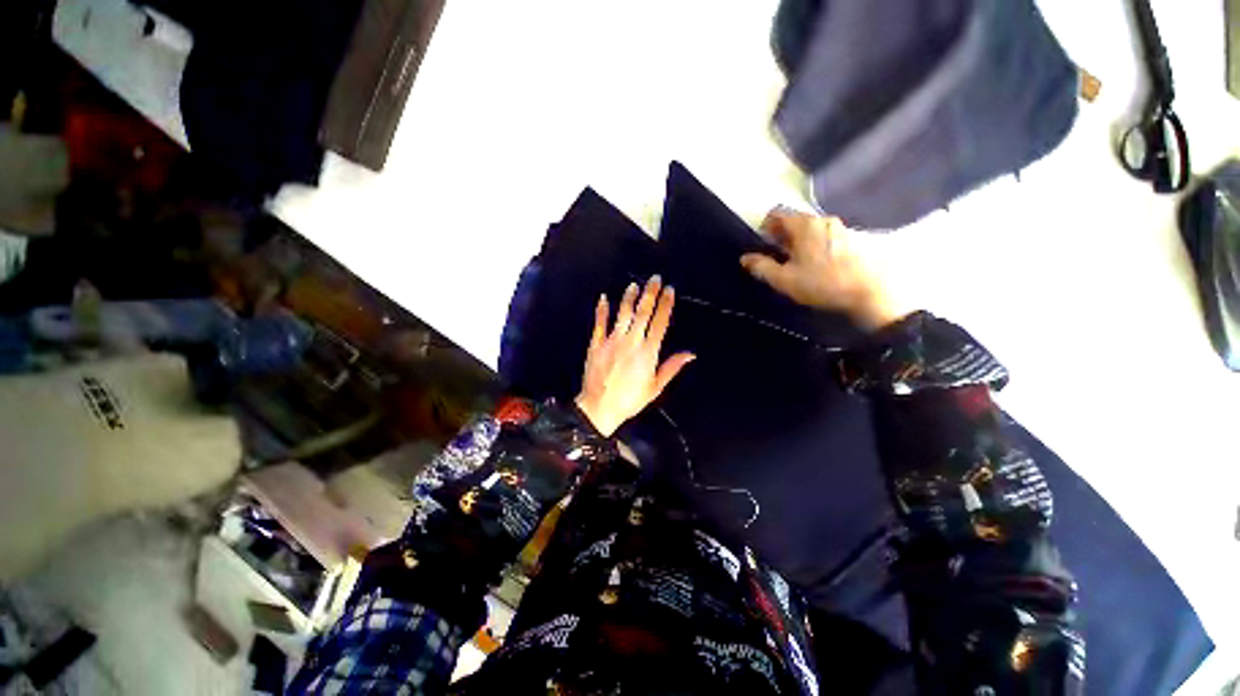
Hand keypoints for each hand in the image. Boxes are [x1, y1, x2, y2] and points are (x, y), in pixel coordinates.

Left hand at [575, 276, 694, 436]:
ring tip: (634, 285)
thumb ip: (672, 367)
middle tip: (655, 278)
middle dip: (650, 293)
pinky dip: (602, 309)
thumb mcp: (655, 387)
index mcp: (648, 352)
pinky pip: (600, 323)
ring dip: (629, 297)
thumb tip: (690, 354)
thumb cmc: (630, 399)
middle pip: (643, 312)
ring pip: (623, 314)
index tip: (669, 290)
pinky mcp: (596, 344)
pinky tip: (603, 297)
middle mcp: (631, 341)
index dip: (665, 304)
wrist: (600, 407)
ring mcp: (612, 341)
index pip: (660, 322)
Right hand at [740, 209, 902, 330]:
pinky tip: (813, 262)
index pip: (777, 214)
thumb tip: (745, 258)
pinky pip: (822, 234)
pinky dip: (812, 243)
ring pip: (809, 227)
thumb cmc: (819, 283)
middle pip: (794, 219)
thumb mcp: (783, 279)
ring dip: (797, 239)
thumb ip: (761, 267)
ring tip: (794, 260)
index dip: (765, 227)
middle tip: (775, 255)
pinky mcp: (850, 238)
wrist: (865, 292)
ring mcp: (838, 227)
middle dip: (780, 234)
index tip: (762, 244)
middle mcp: (821, 219)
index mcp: (803, 225)